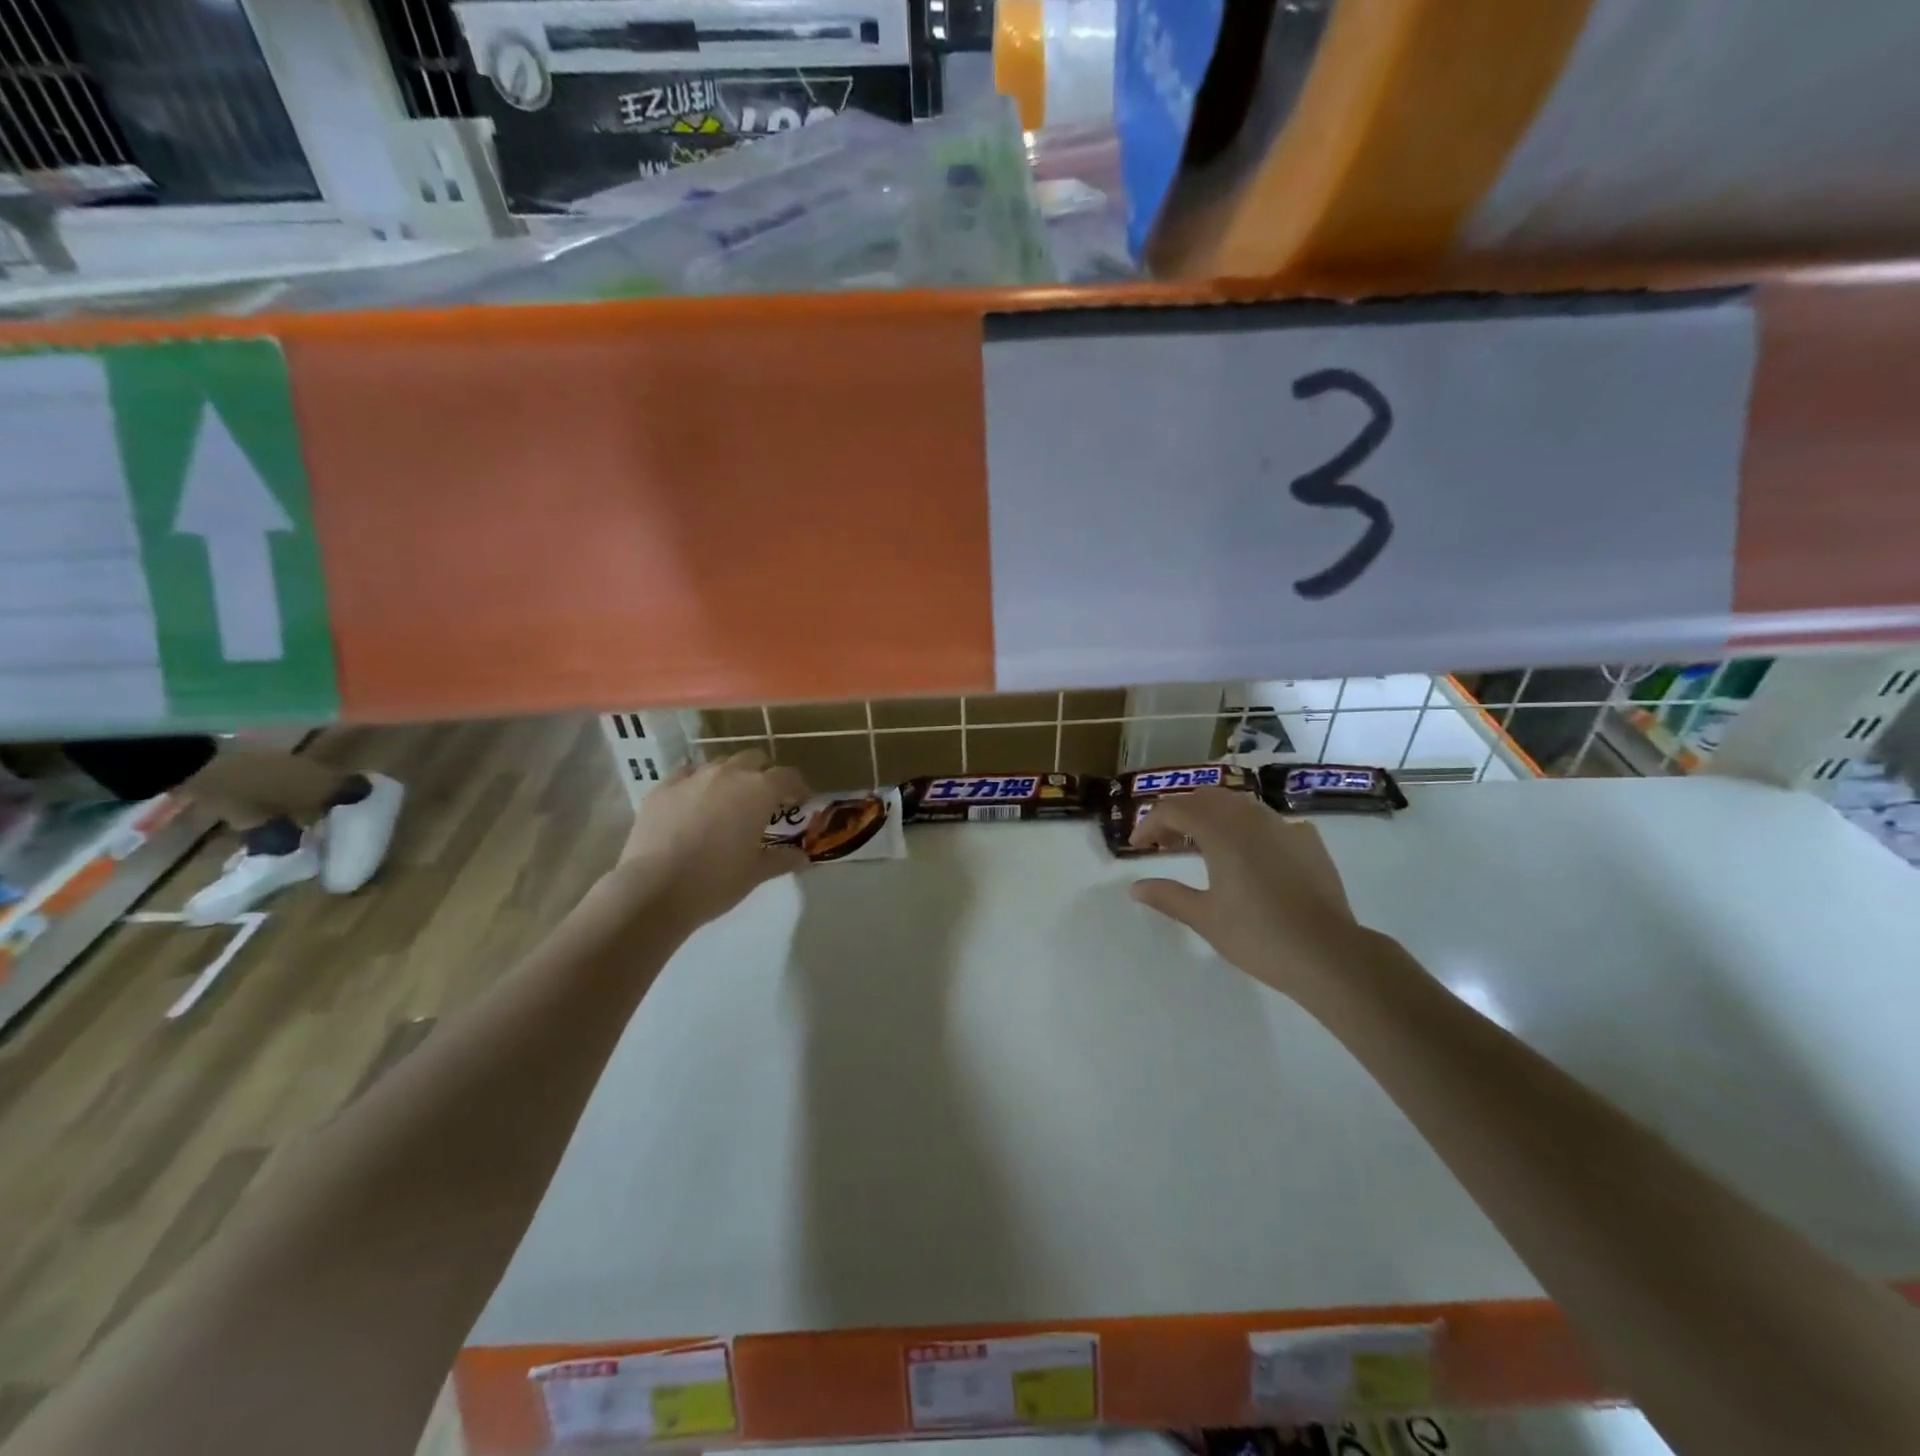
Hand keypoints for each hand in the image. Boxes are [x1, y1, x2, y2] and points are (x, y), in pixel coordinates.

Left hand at [610, 751, 810, 933]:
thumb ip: (782, 859)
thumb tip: (802, 857)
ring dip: (730, 776)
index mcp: (759, 791)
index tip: (799, 803)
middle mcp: (728, 774)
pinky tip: (694, 802)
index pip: (788, 776)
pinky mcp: (663, 787)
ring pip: (720, 764)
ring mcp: (693, 777)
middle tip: (764, 800)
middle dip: (763, 774)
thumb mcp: (756, 873)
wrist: (653, 890)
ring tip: (728, 801)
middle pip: (754, 759)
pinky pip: (687, 774)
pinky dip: (697, 783)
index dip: (797, 788)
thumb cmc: (716, 881)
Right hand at [1129, 788, 1366, 1001]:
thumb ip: (1167, 896)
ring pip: (1238, 804)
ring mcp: (1282, 825)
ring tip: (1201, 845)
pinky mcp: (1307, 840)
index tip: (1137, 847)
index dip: (1149, 824)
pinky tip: (1248, 854)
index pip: (1173, 809)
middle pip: (1204, 798)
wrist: (1328, 953)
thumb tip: (1135, 888)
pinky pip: (1268, 820)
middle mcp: (1249, 817)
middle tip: (1164, 843)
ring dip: (1212, 816)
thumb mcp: (1204, 918)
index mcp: (1220, 830)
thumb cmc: (1258, 935)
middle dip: (1179, 814)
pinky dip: (1246, 828)